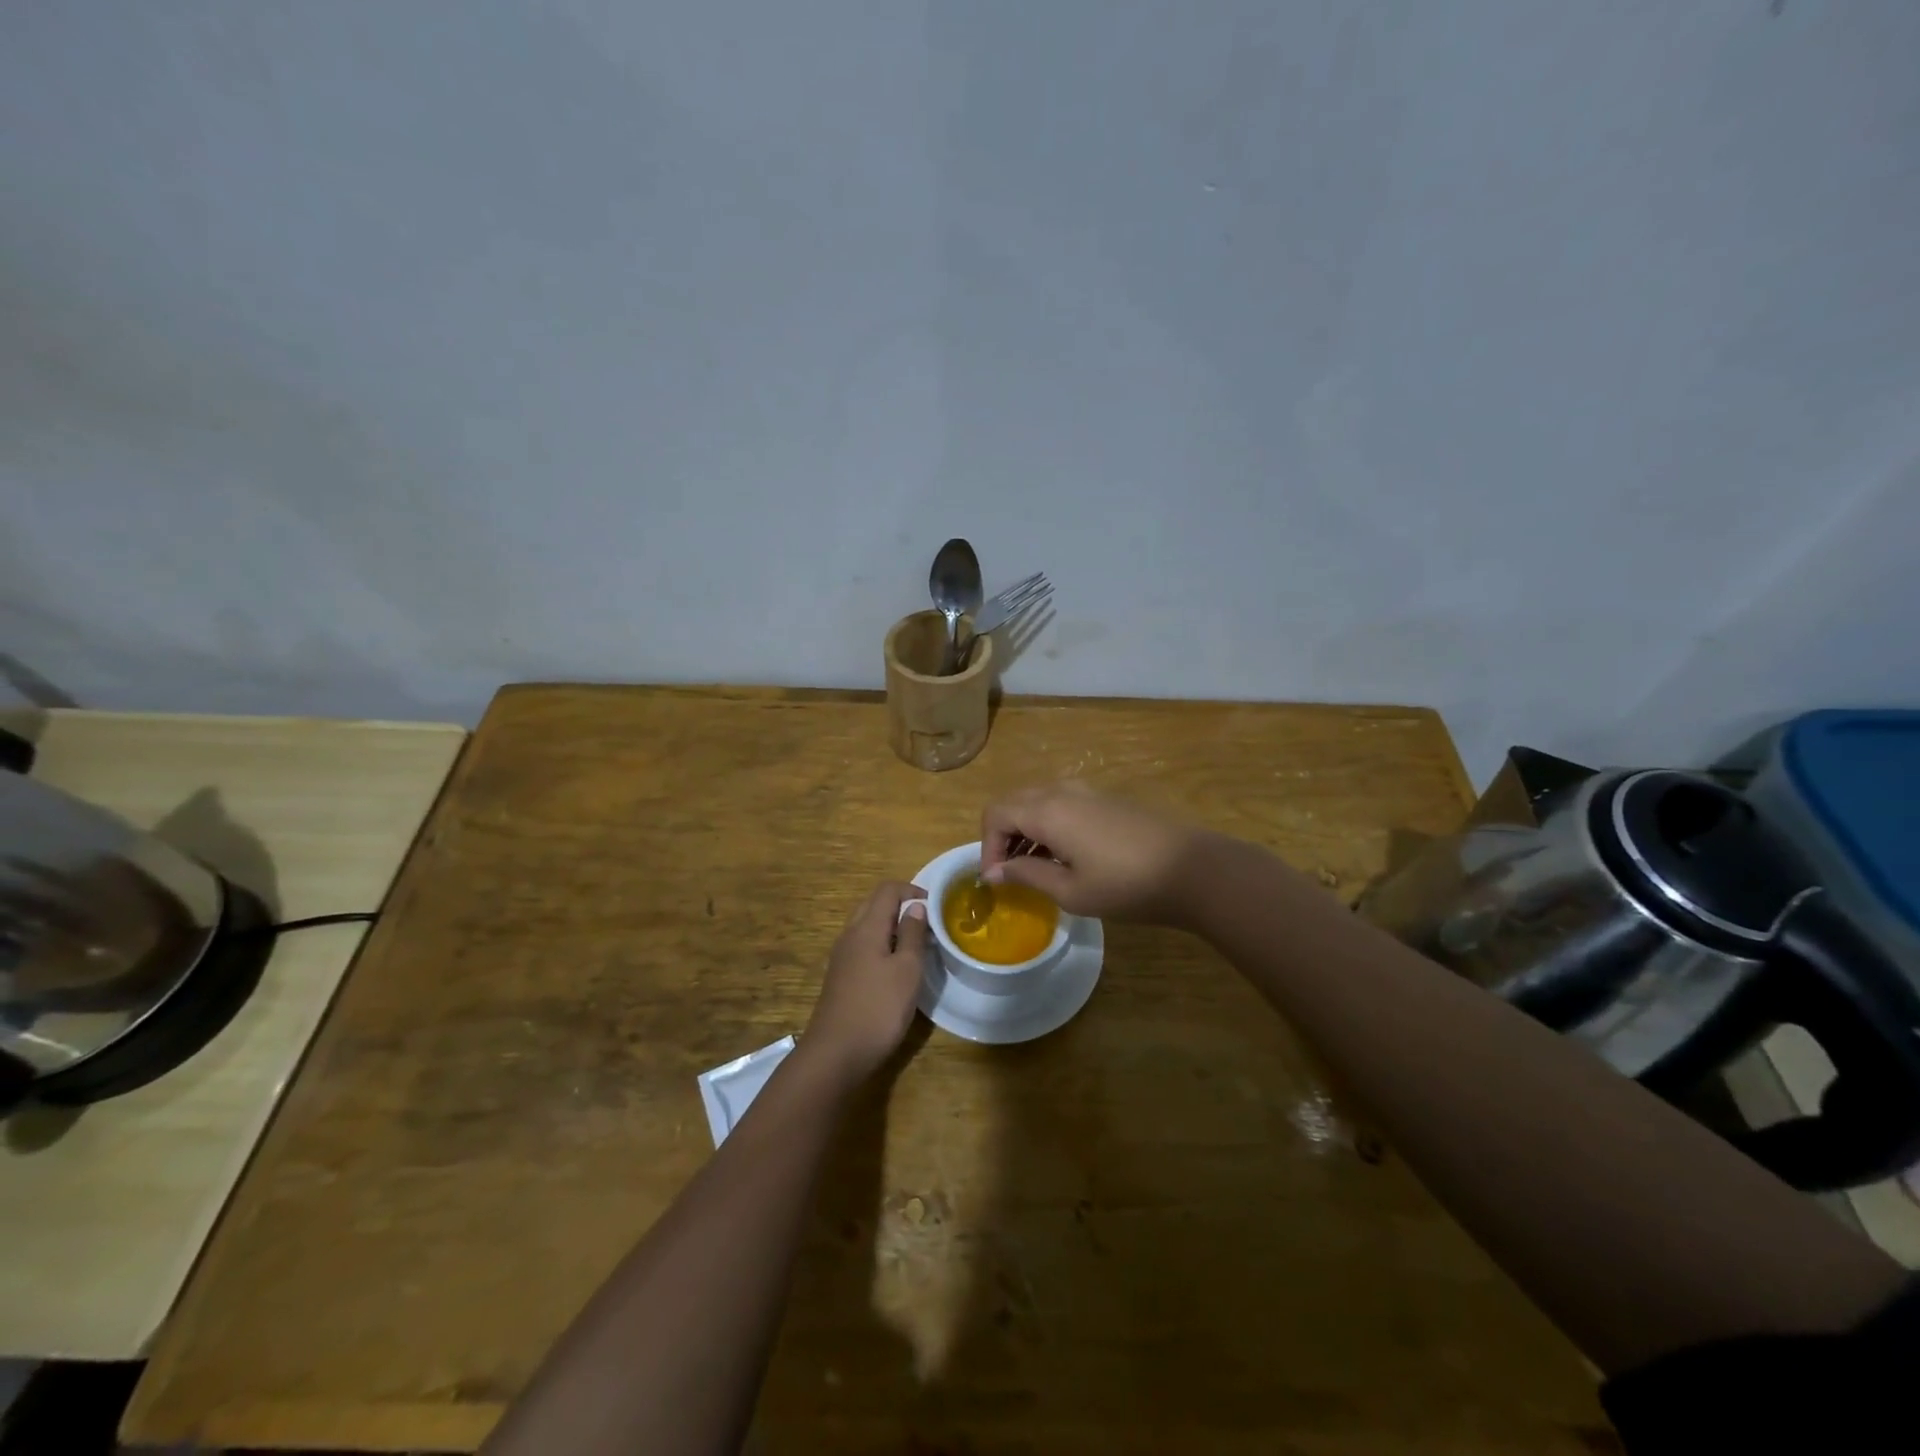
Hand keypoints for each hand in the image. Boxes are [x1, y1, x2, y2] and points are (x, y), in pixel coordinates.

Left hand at [803, 881, 929, 1082]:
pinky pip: (863, 946)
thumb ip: (912, 934)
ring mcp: (842, 956)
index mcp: (866, 927)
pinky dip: (882, 945)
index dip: (913, 890)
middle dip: (902, 906)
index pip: (887, 889)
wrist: (835, 1054)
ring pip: (868, 926)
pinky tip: (896, 968)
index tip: (936, 907)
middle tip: (928, 924)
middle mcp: (850, 935)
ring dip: (892, 927)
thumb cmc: (878, 1008)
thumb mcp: (907, 970)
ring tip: (917, 946)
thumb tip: (915, 905)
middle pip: (874, 904)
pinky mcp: (841, 976)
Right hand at [980, 782, 1210, 923]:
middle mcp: (1061, 791)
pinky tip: (1063, 856)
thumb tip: (995, 871)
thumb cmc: (1126, 886)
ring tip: (1034, 869)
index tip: (996, 879)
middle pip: (1013, 802)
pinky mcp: (1105, 799)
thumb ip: (1027, 875)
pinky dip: (1047, 825)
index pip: (996, 815)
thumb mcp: (1070, 891)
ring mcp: (1086, 791)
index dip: (987, 846)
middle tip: (1008, 872)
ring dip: (1025, 830)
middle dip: (1002, 836)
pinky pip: (1060, 804)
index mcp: (1047, 811)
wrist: (1192, 870)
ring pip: (1037, 801)